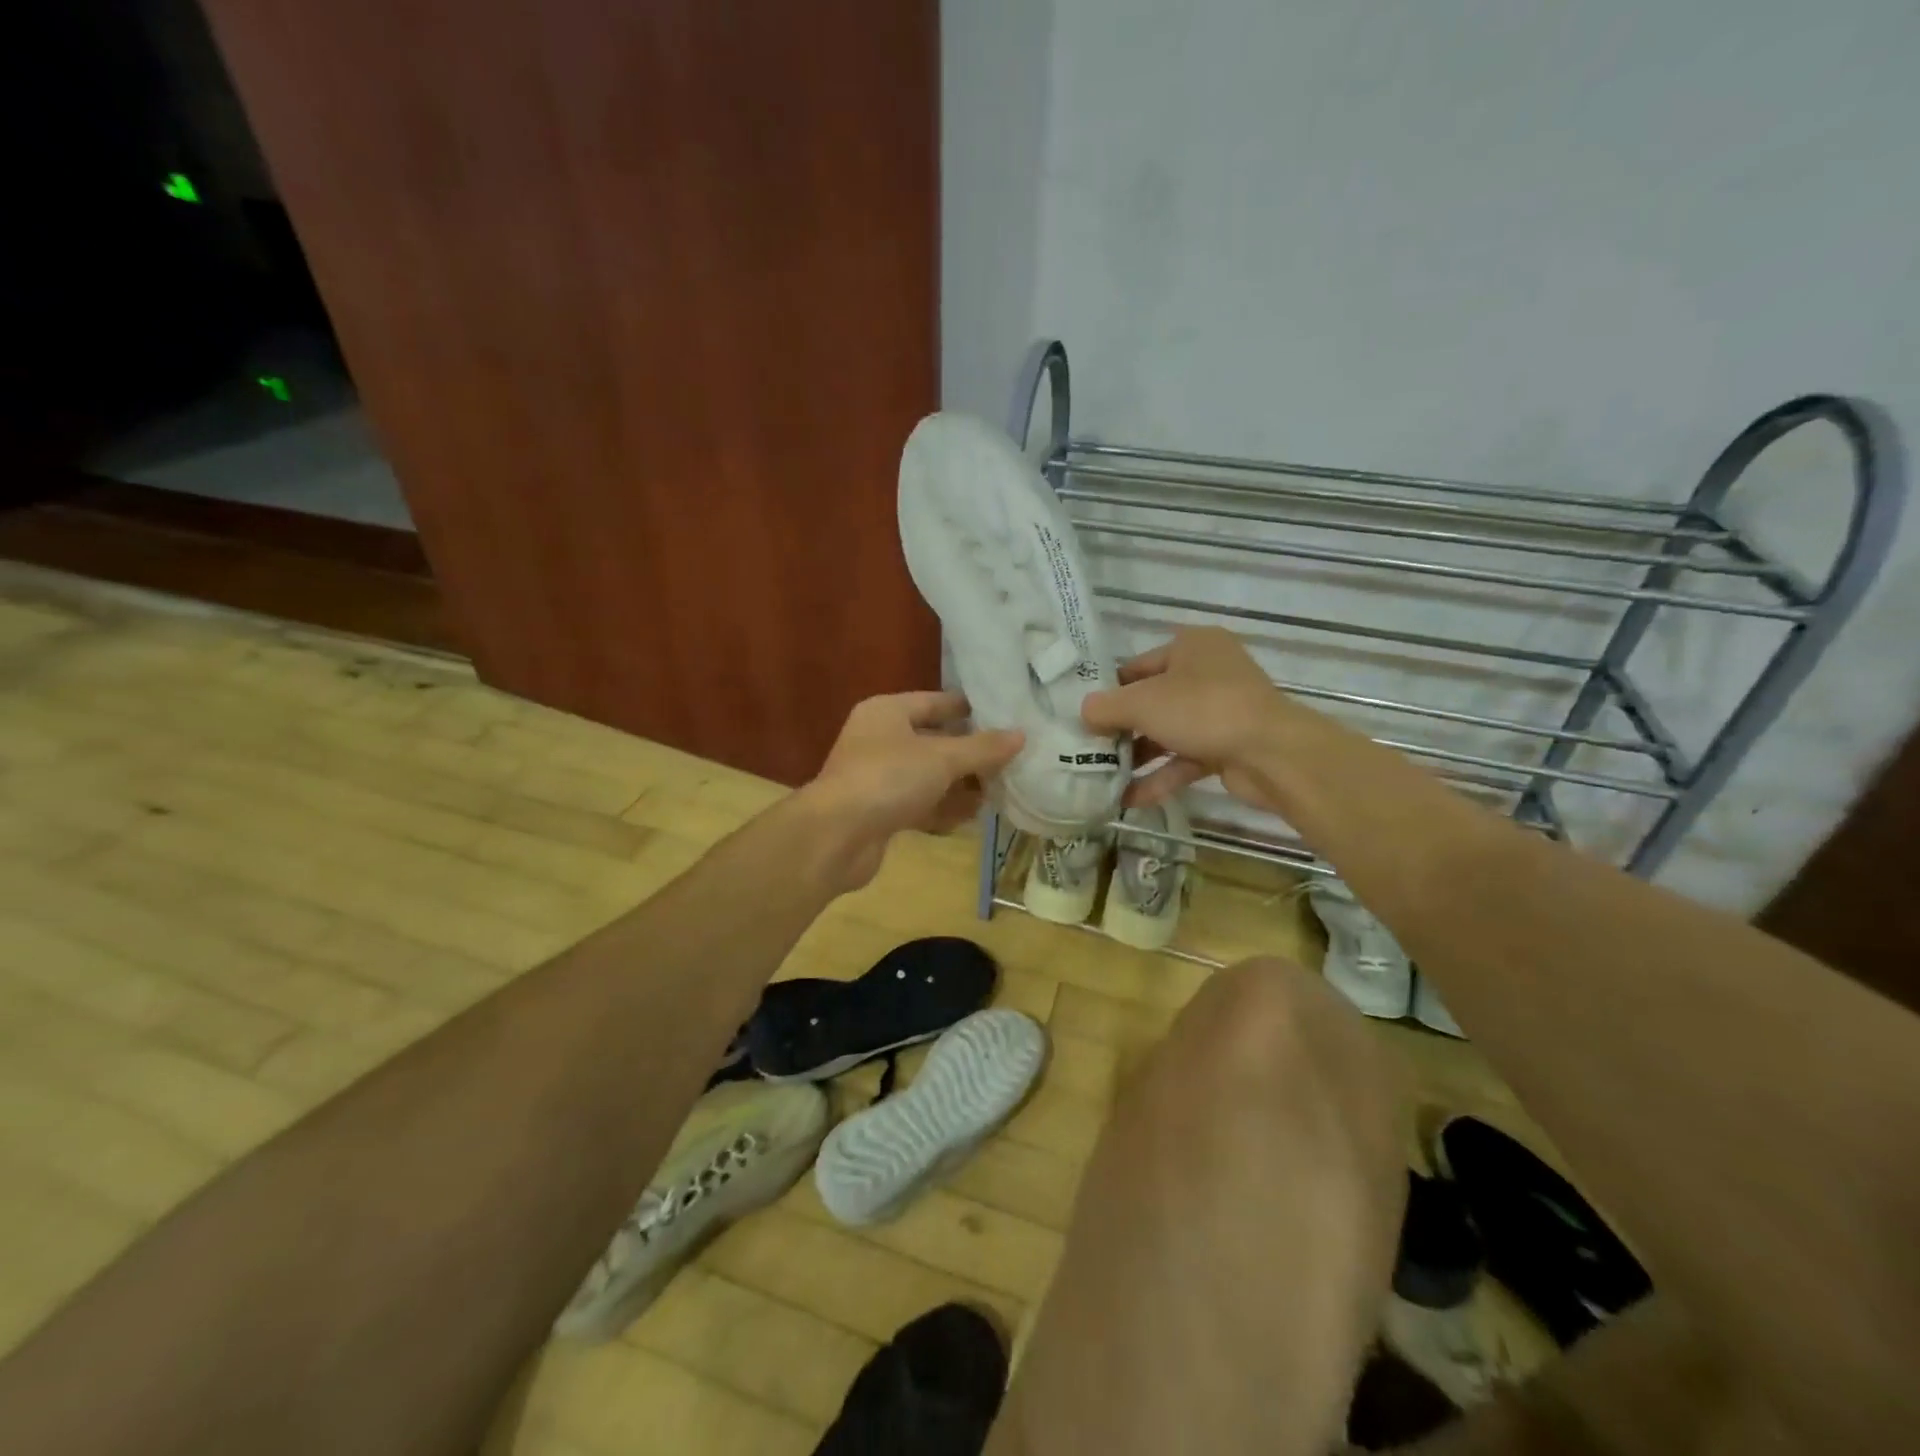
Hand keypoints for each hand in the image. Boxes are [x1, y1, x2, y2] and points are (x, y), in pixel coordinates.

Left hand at [801, 691, 1023, 891]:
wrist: (836, 836)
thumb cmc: (888, 779)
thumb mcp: (942, 758)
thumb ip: (983, 748)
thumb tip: (1021, 735)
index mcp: (887, 712)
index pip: (936, 702)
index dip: (970, 709)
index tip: (1005, 716)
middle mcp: (880, 739)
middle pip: (934, 741)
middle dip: (970, 754)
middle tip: (1010, 760)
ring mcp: (878, 777)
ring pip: (928, 776)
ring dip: (960, 785)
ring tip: (998, 791)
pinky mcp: (879, 812)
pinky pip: (919, 804)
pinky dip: (942, 809)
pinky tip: (970, 817)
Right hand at [1080, 627, 1288, 811]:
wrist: (1272, 753)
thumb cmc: (1202, 709)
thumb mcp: (1142, 703)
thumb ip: (1106, 707)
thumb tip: (1083, 712)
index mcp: (1191, 646)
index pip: (1137, 666)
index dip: (1108, 690)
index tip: (1083, 716)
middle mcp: (1207, 673)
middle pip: (1151, 700)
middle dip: (1121, 728)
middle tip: (1088, 749)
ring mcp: (1220, 711)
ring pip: (1168, 732)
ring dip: (1137, 756)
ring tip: (1102, 777)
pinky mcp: (1227, 746)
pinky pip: (1185, 759)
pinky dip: (1159, 776)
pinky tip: (1128, 799)